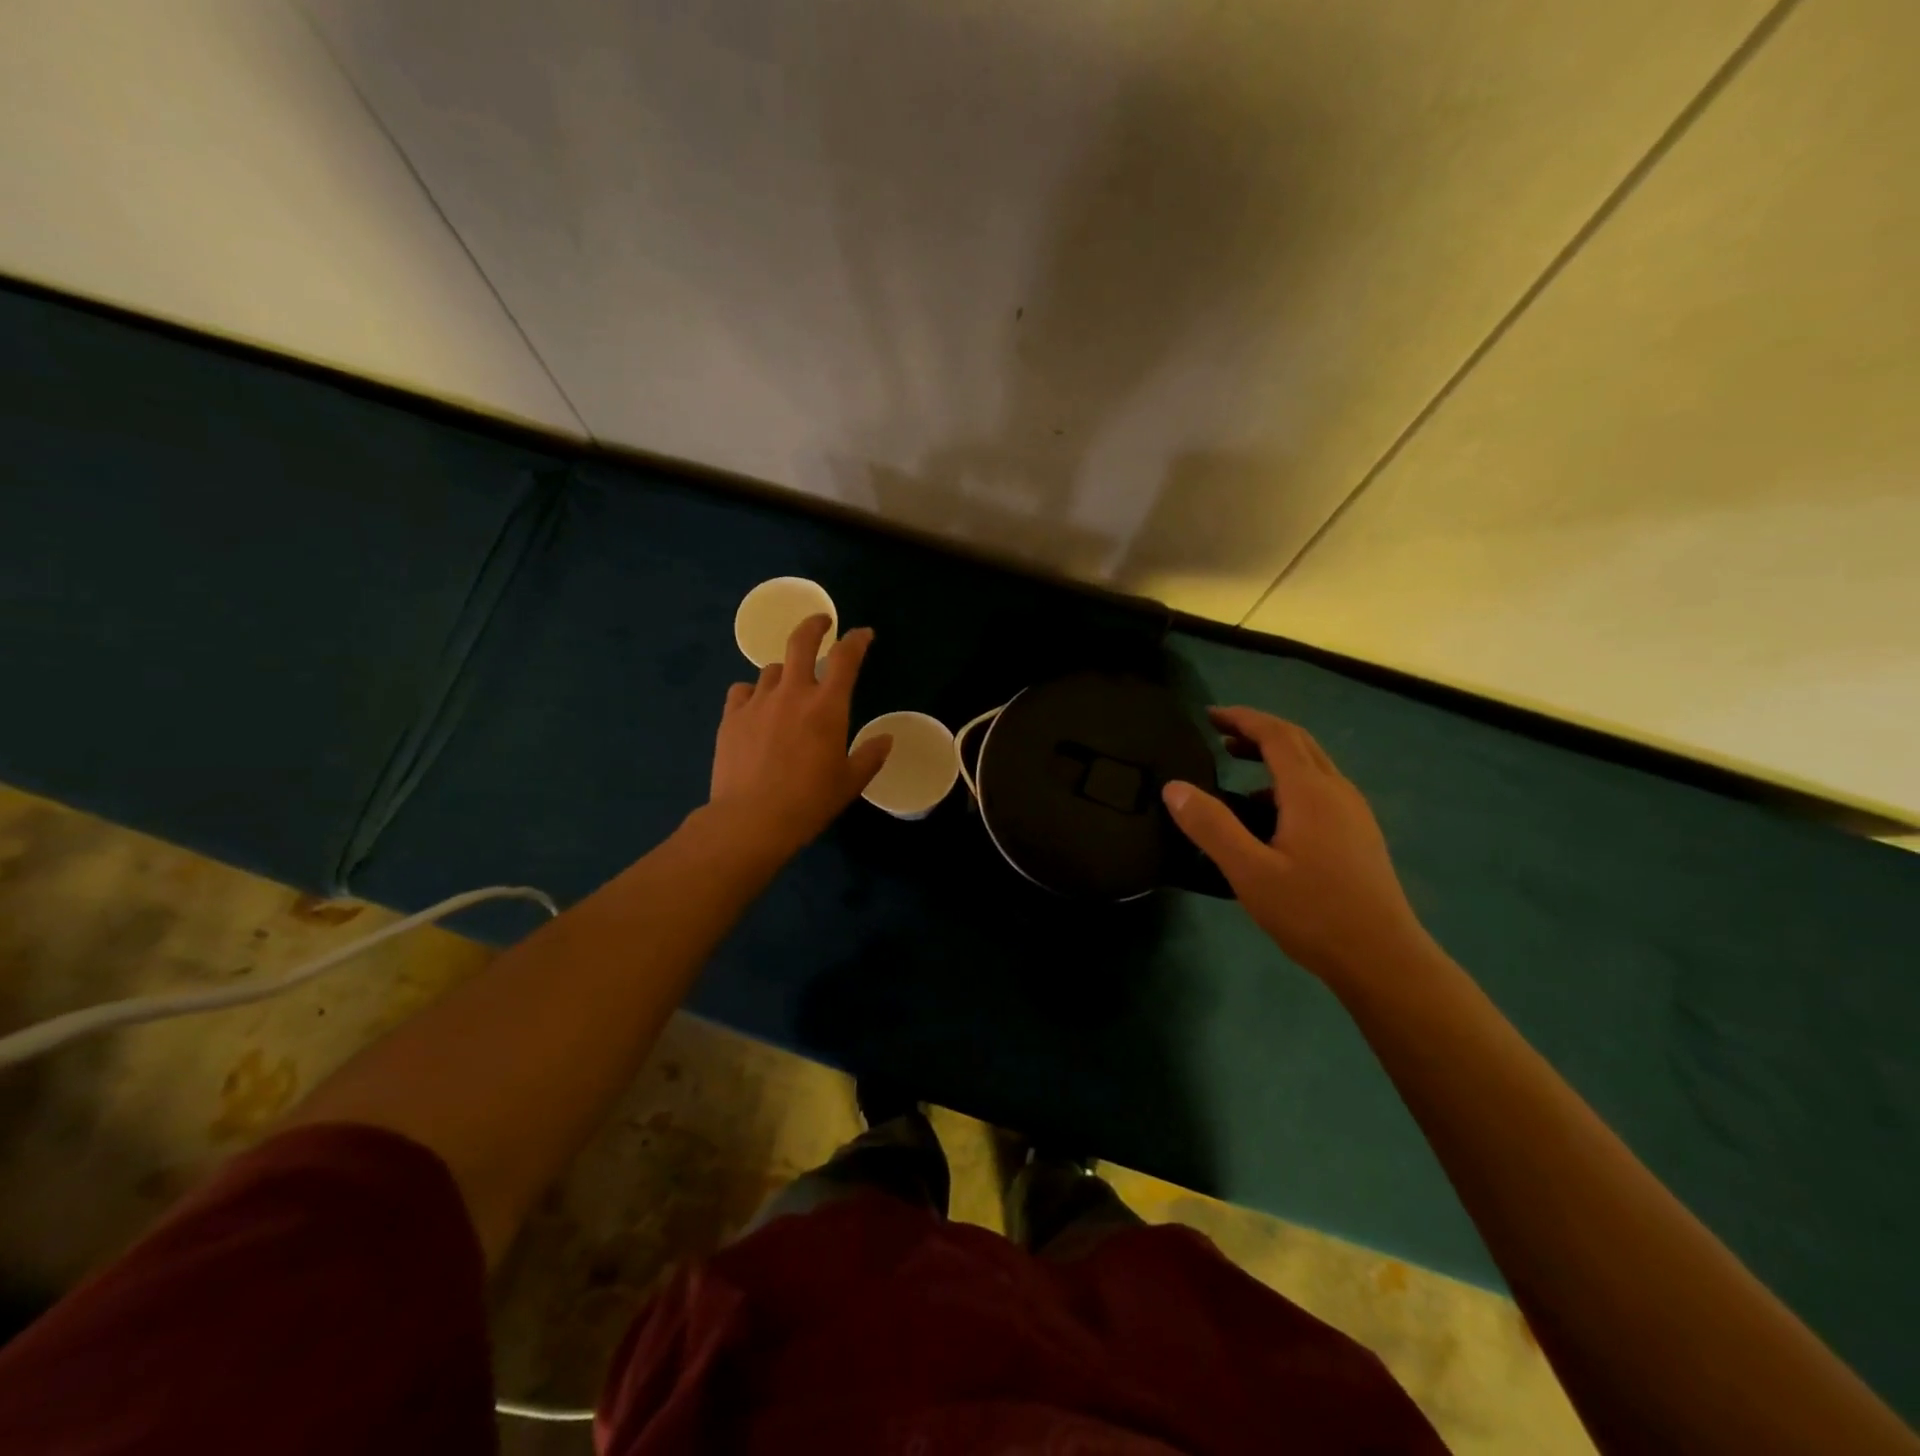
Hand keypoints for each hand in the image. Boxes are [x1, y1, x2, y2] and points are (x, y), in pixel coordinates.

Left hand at [707, 615, 892, 860]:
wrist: (751, 819)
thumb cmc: (809, 801)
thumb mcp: (850, 782)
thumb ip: (870, 756)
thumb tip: (886, 739)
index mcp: (827, 706)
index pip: (846, 658)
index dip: (856, 640)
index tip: (863, 634)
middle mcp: (793, 693)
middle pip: (801, 642)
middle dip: (814, 625)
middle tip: (822, 623)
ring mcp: (758, 702)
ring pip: (772, 669)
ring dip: (785, 672)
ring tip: (788, 688)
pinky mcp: (731, 717)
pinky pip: (742, 691)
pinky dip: (753, 693)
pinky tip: (756, 709)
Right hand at [1162, 707, 1431, 985]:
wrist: (1383, 960)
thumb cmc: (1313, 912)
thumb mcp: (1249, 871)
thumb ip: (1210, 826)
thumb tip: (1174, 787)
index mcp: (1311, 792)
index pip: (1276, 734)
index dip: (1242, 718)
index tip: (1208, 716)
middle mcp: (1337, 792)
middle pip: (1298, 743)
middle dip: (1258, 731)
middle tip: (1219, 736)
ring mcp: (1354, 814)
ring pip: (1312, 767)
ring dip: (1275, 757)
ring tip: (1238, 769)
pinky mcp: (1359, 836)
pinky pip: (1321, 791)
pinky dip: (1289, 784)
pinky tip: (1270, 817)